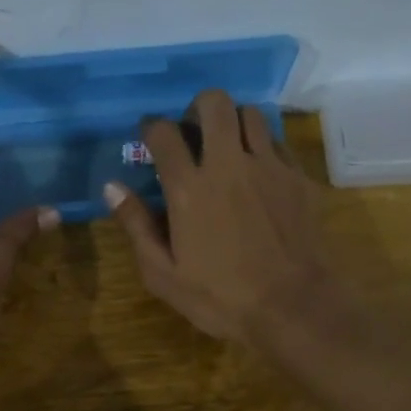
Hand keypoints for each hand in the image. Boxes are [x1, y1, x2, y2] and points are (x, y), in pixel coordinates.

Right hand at [104, 91, 341, 345]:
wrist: (294, 307)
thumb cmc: (220, 298)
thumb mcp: (163, 274)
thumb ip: (136, 226)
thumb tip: (111, 187)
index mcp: (189, 188)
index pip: (163, 133)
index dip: (151, 128)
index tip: (149, 137)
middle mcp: (228, 164)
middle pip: (213, 103)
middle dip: (197, 108)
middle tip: (193, 133)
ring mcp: (269, 167)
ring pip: (250, 114)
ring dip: (233, 123)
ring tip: (228, 149)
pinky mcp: (298, 177)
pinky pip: (278, 143)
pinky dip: (263, 147)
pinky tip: (259, 173)